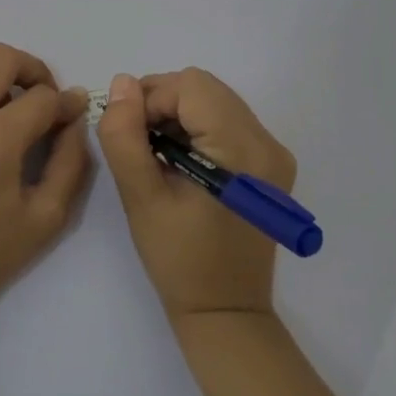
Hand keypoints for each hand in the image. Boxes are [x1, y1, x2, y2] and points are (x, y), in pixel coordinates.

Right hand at [96, 68, 296, 320]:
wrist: (225, 310)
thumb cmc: (179, 260)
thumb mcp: (141, 198)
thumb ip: (125, 137)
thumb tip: (121, 84)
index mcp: (242, 151)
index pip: (191, 86)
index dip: (151, 99)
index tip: (128, 135)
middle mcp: (268, 143)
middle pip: (205, 88)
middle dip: (163, 103)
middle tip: (138, 143)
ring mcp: (274, 154)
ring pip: (215, 101)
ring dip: (178, 115)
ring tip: (157, 155)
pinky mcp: (270, 164)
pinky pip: (227, 121)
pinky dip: (196, 128)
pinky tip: (180, 162)